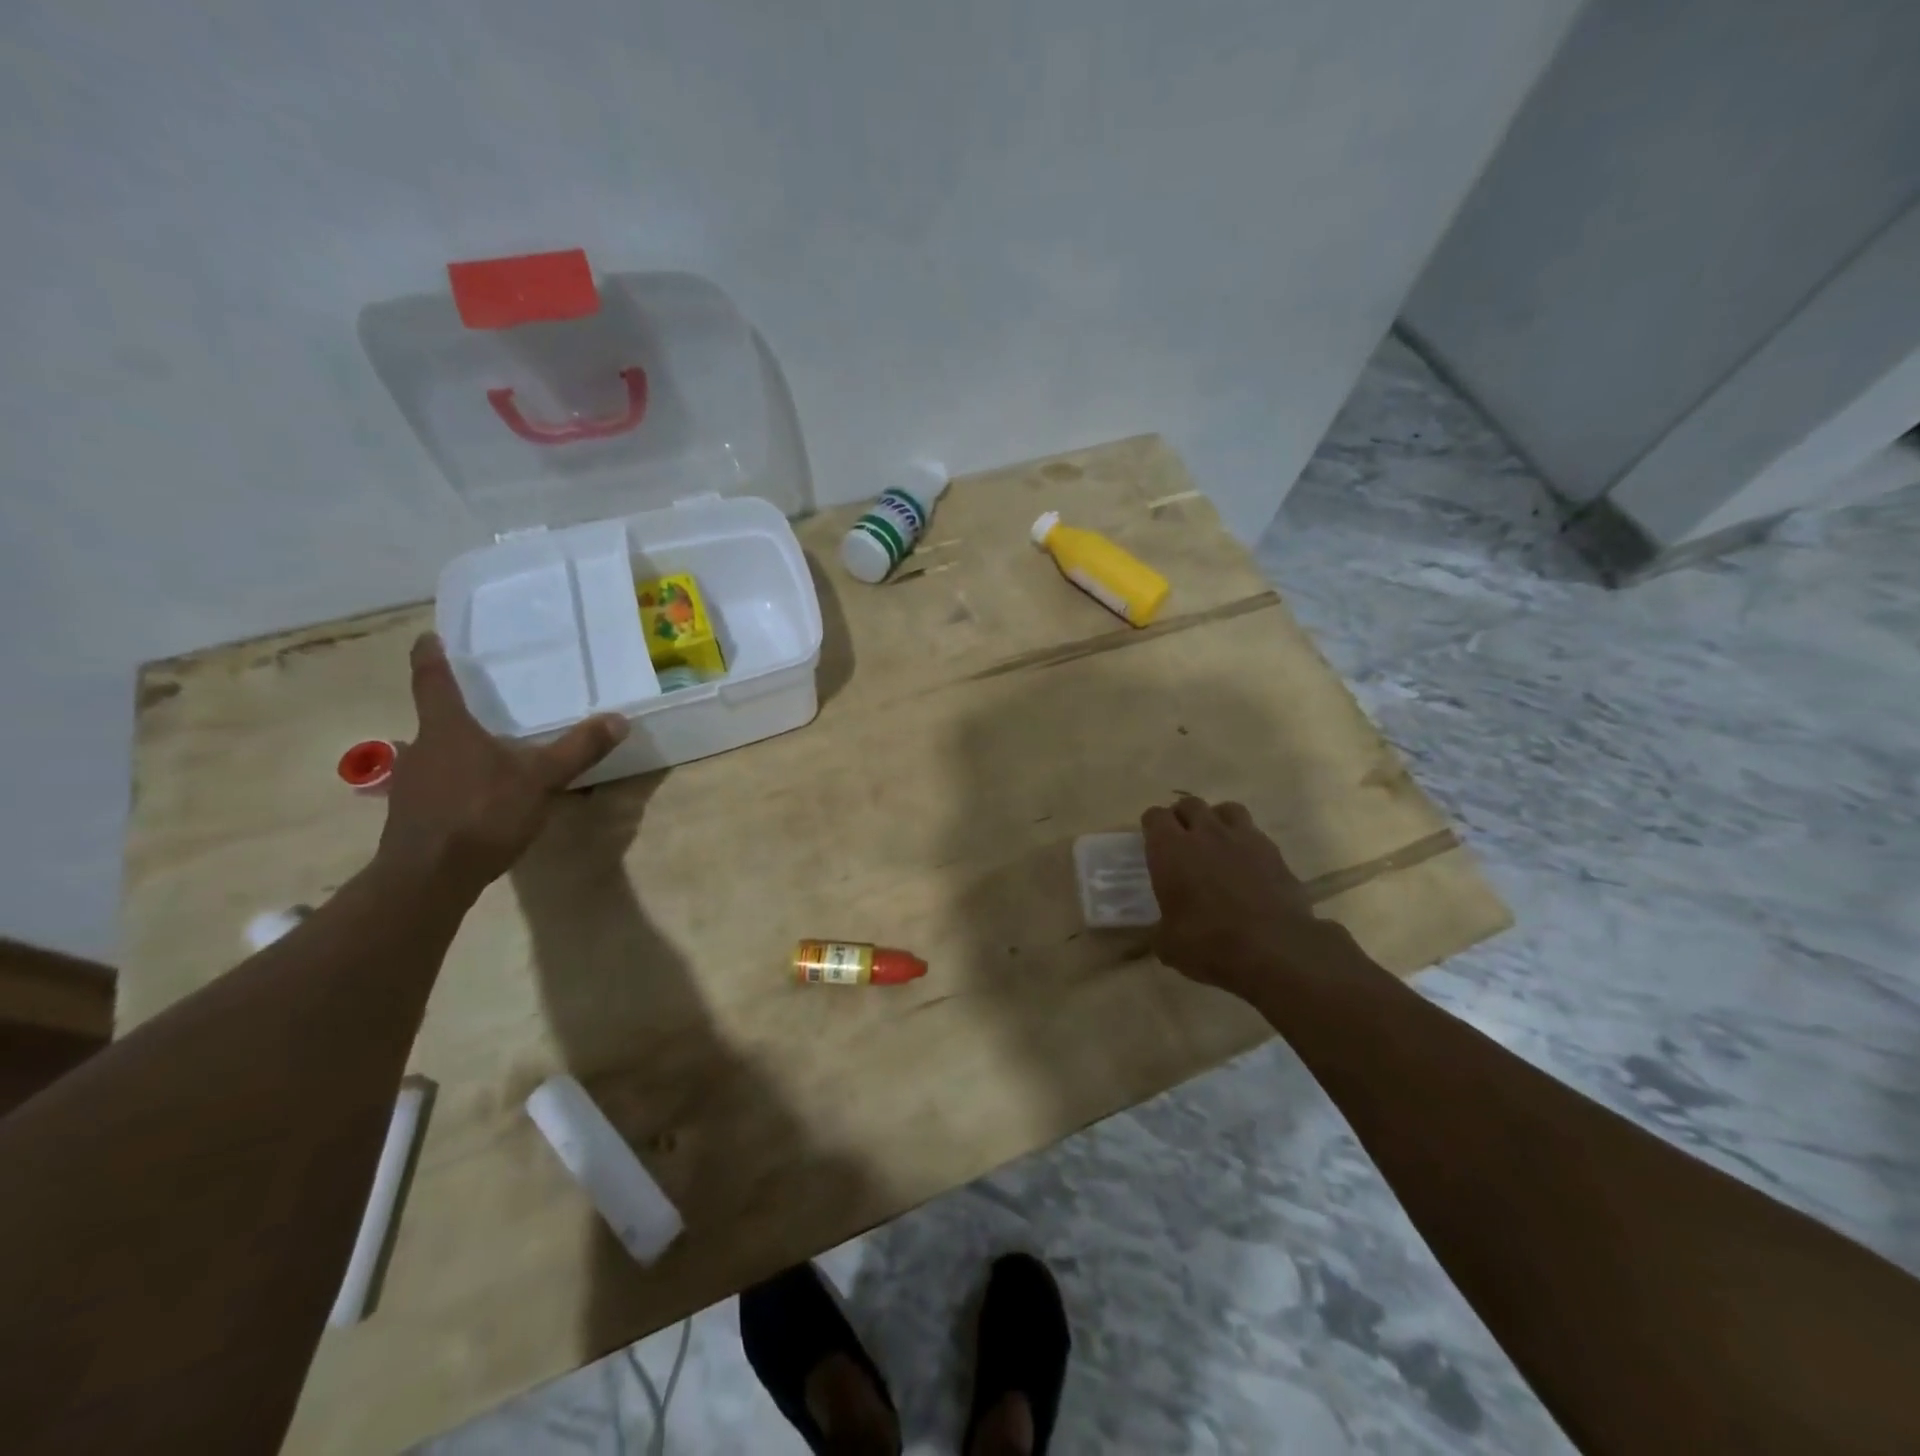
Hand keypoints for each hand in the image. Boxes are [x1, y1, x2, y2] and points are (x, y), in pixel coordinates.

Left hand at [374, 633, 628, 898]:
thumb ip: (578, 749)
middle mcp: (421, 748)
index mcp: (447, 729)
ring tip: (483, 750)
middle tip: (477, 702)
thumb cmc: (482, 813)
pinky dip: (454, 781)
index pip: (433, 681)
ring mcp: (411, 783)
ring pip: (433, 754)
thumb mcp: (541, 779)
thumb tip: (618, 719)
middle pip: (433, 719)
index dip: (430, 656)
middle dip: (453, 710)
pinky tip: (477, 796)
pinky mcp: (412, 814)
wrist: (428, 877)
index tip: (427, 636)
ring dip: (453, 748)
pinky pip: (435, 784)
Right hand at [1140, 796, 1361, 998]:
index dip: (1152, 826)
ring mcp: (1243, 838)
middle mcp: (1205, 833)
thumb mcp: (1169, 945)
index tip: (1152, 841)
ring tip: (1216, 842)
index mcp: (1170, 850)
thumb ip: (1161, 928)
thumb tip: (1162, 930)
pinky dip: (1246, 842)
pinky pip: (1254, 833)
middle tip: (1182, 840)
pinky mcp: (1273, 852)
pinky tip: (1246, 863)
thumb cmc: (1209, 943)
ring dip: (1217, 820)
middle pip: (1189, 804)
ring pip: (1226, 809)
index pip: (1155, 816)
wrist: (1275, 949)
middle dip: (1183, 817)